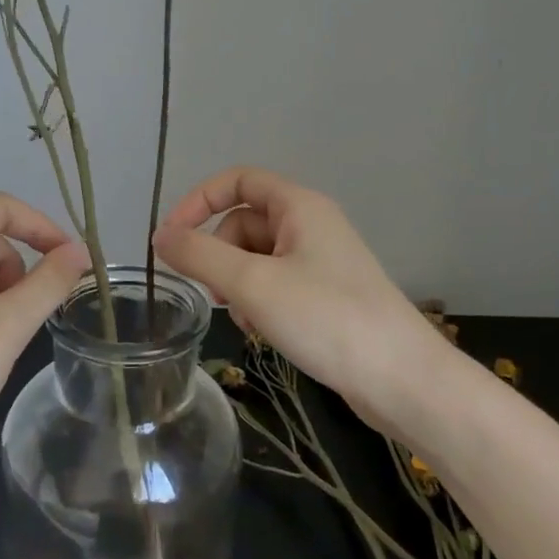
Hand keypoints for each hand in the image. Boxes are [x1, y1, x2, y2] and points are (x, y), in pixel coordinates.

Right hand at [153, 168, 448, 443]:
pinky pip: (276, 284)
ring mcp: (321, 261)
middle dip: (220, 255)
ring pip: (257, 258)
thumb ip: (200, 256)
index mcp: (299, 206)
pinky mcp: (326, 295)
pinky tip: (264, 333)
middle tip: (217, 295)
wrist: (399, 378)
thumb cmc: (326, 318)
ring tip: (247, 320)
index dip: (198, 201)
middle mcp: (311, 225)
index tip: (170, 240)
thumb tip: (159, 236)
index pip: (238, 181)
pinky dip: (260, 302)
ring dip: (239, 284)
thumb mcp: (253, 284)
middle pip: (244, 222)